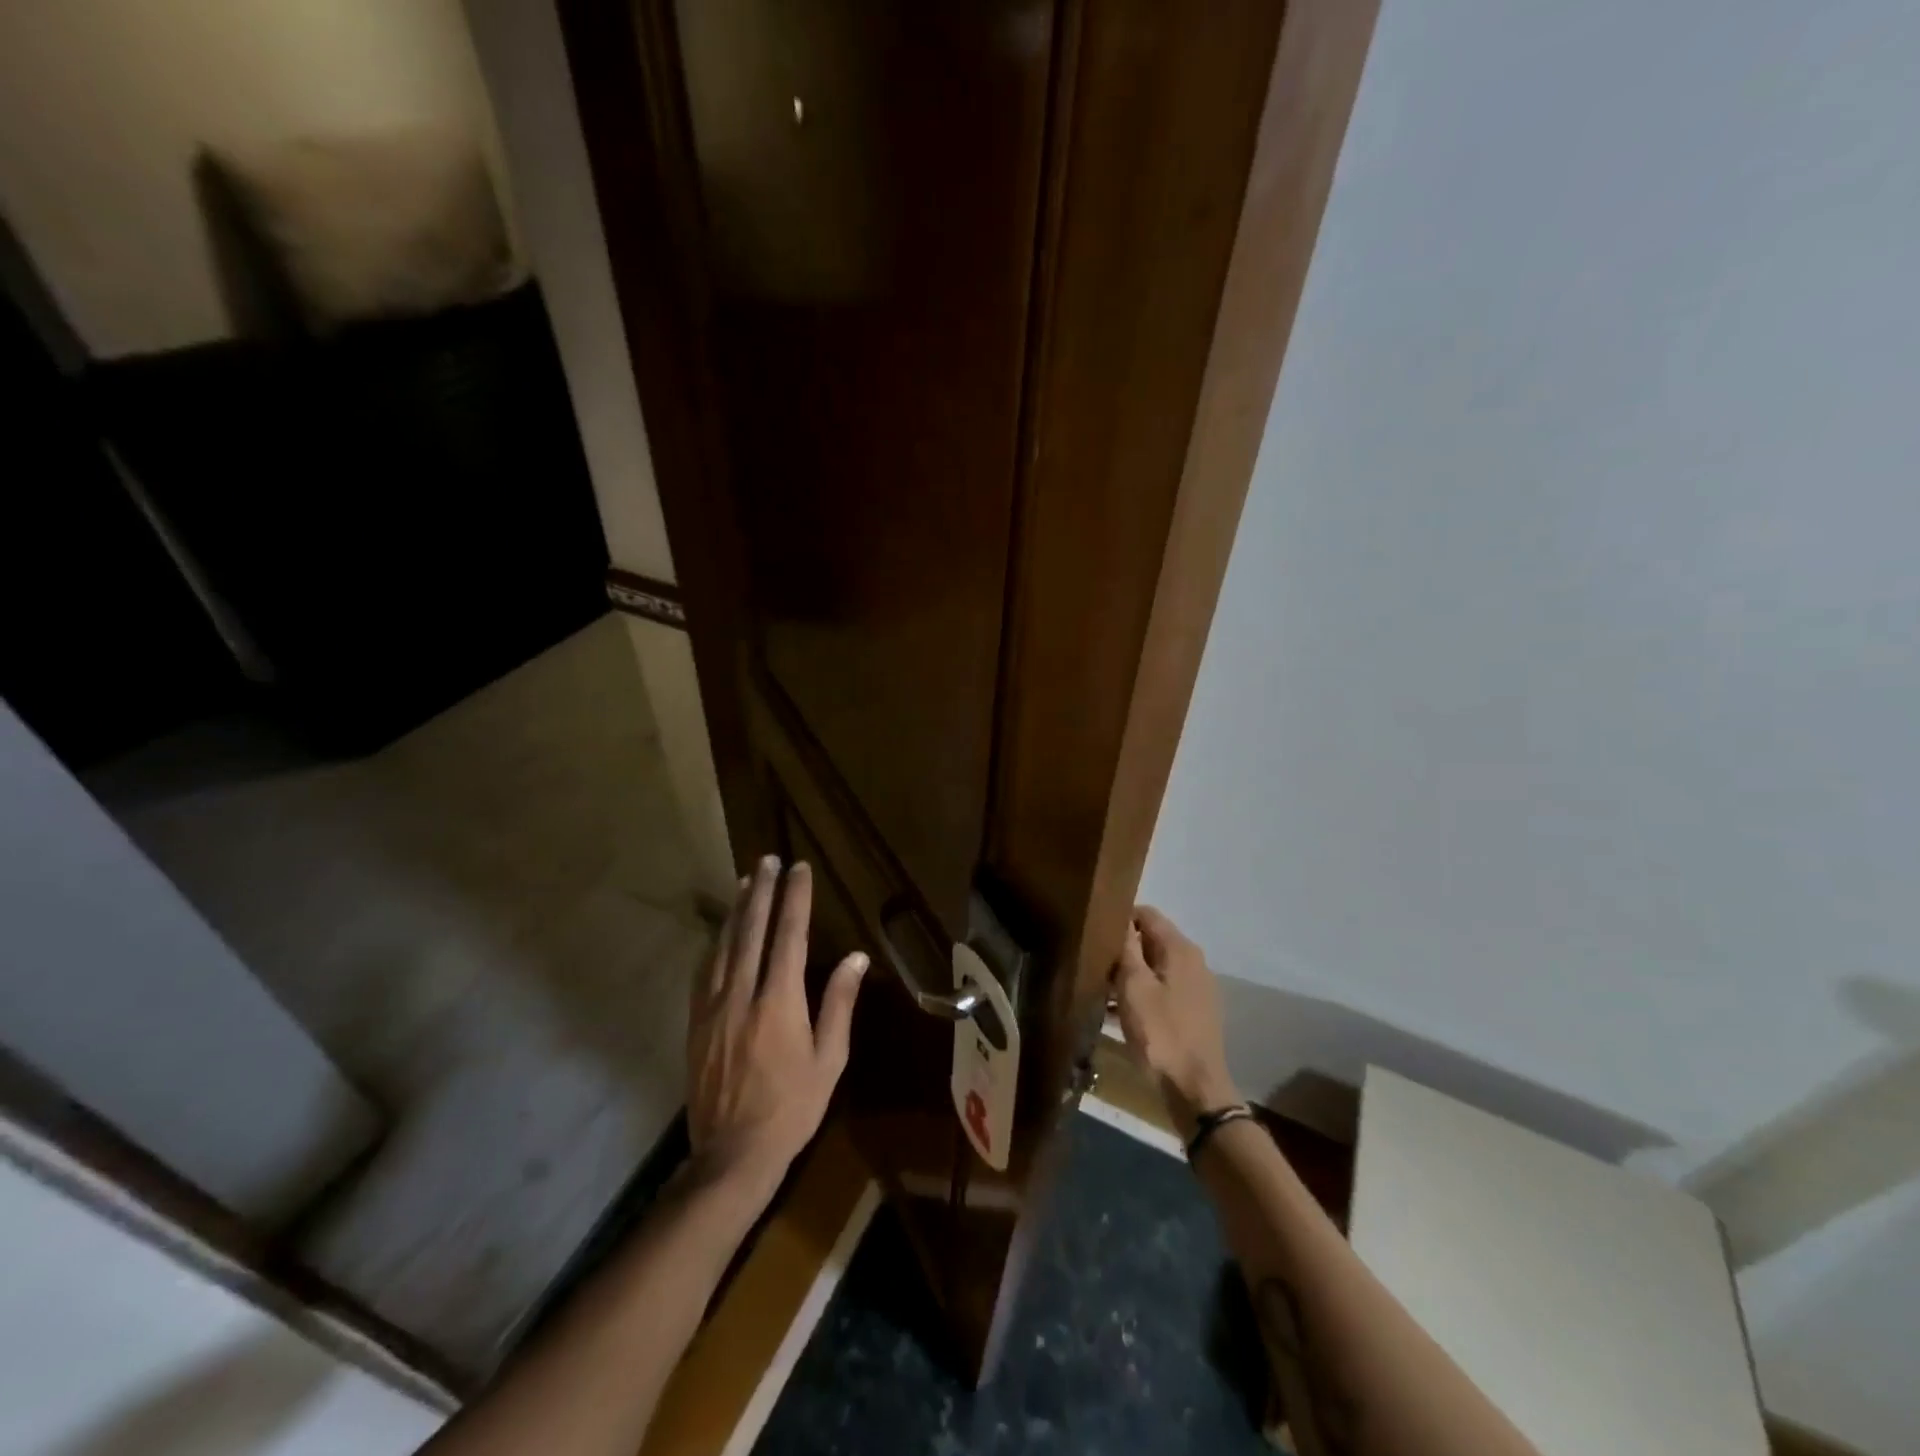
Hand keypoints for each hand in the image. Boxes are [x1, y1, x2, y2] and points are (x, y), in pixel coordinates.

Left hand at [686, 856, 867, 1192]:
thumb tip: (854, 957)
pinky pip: (705, 971)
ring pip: (725, 945)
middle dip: (762, 891)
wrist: (731, 1154)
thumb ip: (839, 1003)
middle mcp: (743, 994)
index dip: (795, 899)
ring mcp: (713, 1007)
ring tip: (746, 881)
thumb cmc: (792, 1107)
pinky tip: (721, 931)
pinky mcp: (695, 1023)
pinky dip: (716, 943)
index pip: (789, 936)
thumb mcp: (829, 1059)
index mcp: (780, 1002)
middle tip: (769, 860)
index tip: (800, 869)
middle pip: (752, 930)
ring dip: (737, 910)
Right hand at [1111, 905, 1238, 1135]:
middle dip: (1122, 948)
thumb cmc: (1160, 1033)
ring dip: (1129, 974)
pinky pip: (1162, 990)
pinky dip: (1141, 994)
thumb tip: (1120, 917)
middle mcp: (1193, 961)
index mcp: (1180, 949)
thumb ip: (1126, 948)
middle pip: (1151, 939)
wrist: (1195, 1090)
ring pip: (1154, 967)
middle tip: (1092, 961)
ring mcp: (1196, 988)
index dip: (1118, 917)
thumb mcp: (1134, 987)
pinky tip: (1117, 1012)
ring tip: (1099, 989)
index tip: (1093, 931)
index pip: (1146, 913)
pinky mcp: (1194, 1011)